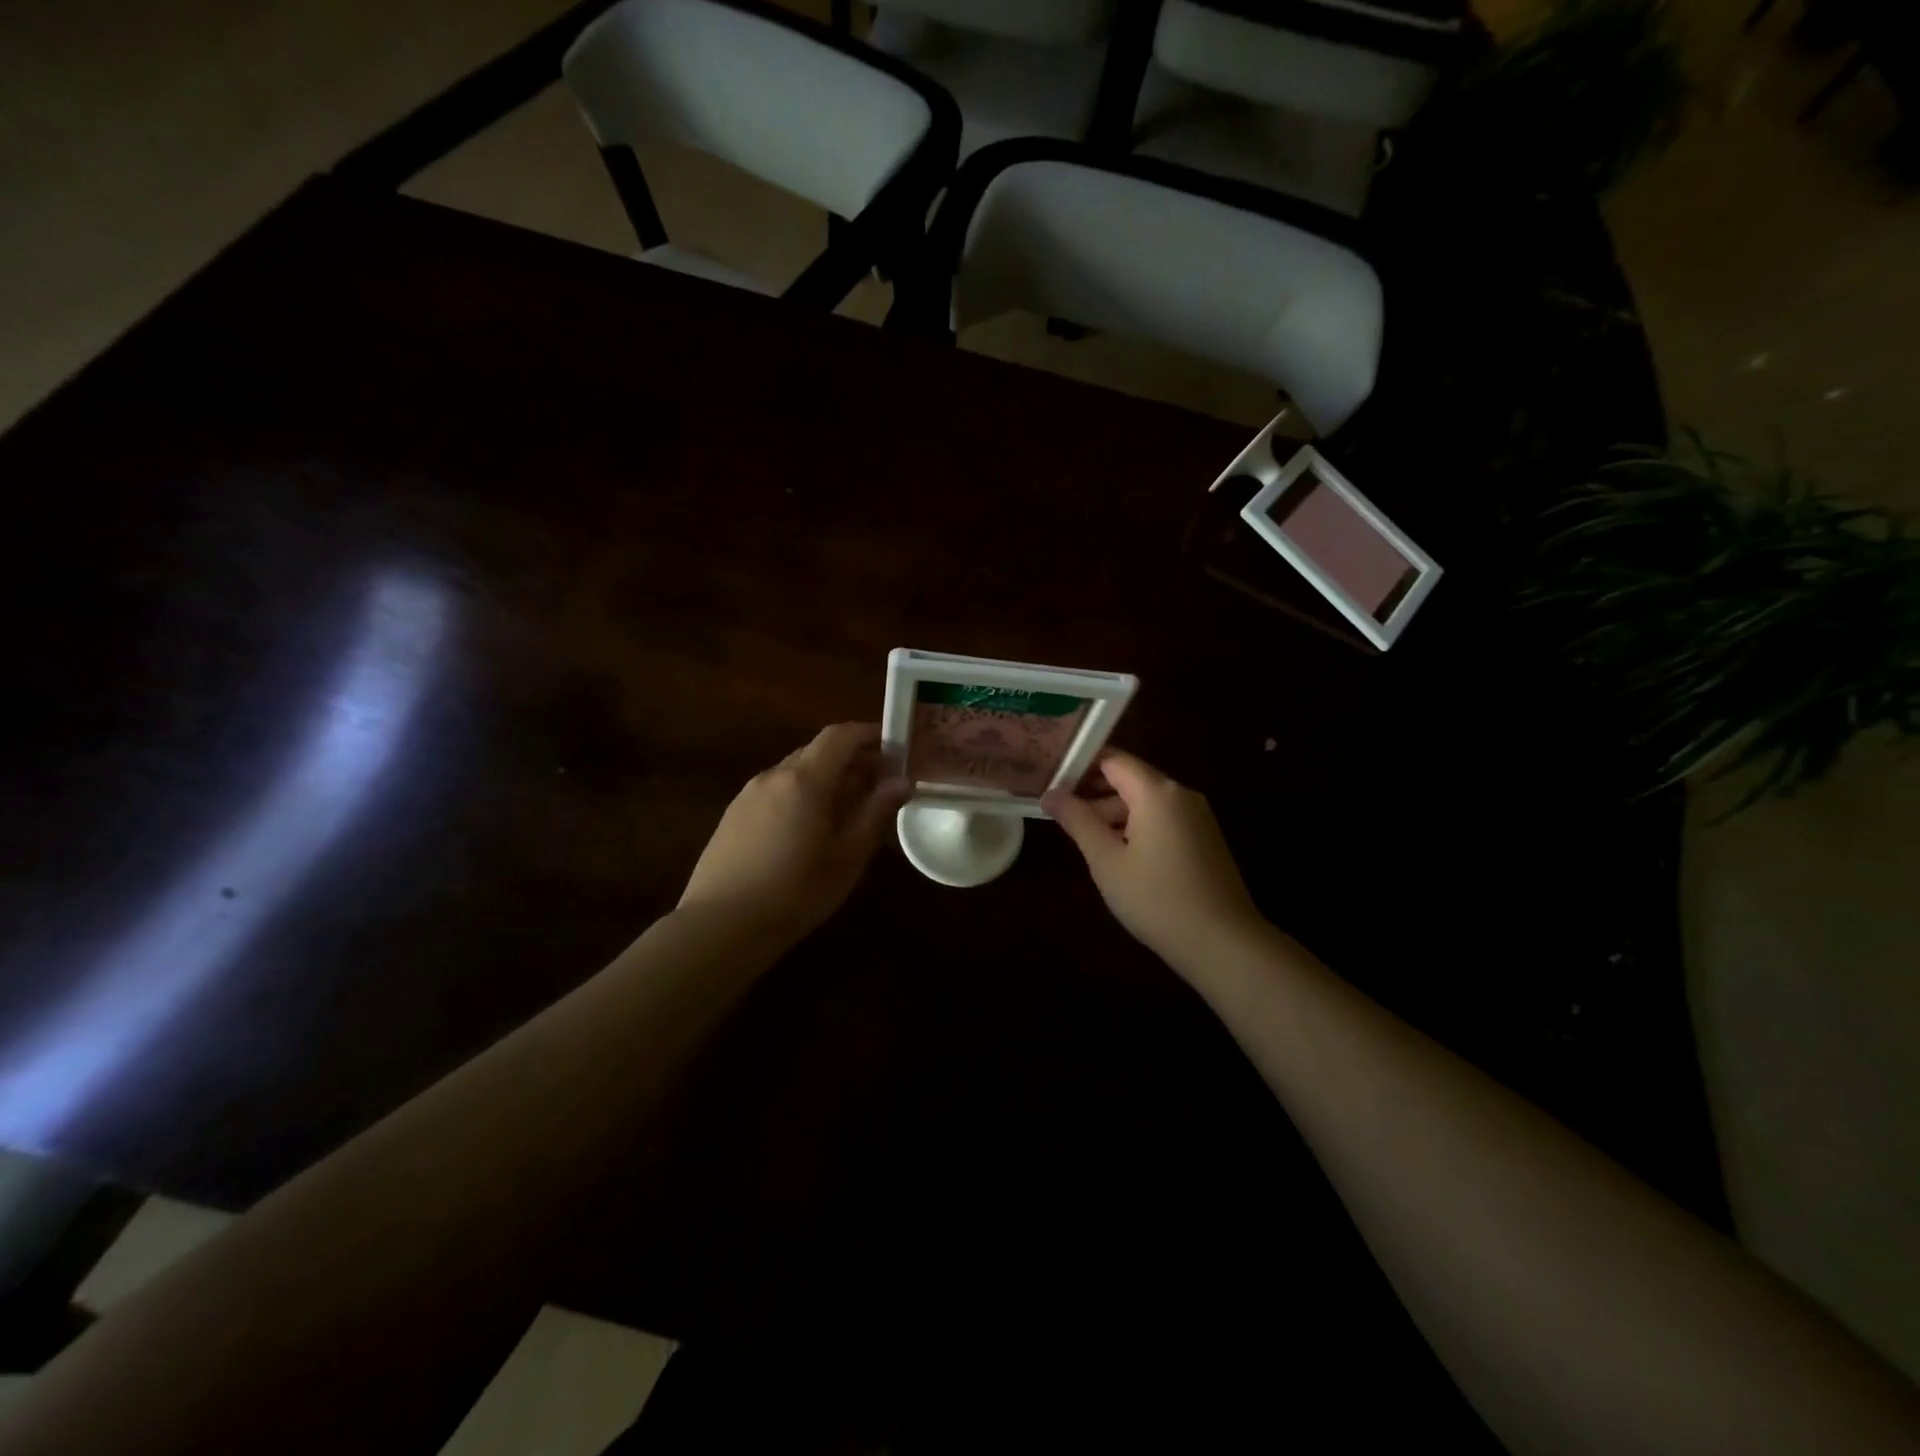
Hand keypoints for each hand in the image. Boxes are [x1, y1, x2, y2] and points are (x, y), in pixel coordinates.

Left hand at [679, 723, 908, 944]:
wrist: (720, 925)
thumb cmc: (795, 893)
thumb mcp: (847, 856)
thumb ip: (875, 812)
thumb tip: (901, 781)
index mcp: (804, 780)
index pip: (840, 735)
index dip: (870, 734)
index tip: (895, 749)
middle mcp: (774, 775)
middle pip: (818, 750)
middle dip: (853, 759)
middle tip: (880, 784)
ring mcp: (749, 793)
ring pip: (797, 770)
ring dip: (828, 778)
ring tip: (849, 810)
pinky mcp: (734, 813)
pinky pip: (778, 789)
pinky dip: (803, 793)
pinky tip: (811, 828)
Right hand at [1042, 750, 1266, 977]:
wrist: (1223, 943)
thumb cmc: (1156, 899)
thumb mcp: (1107, 861)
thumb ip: (1078, 821)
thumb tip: (1050, 794)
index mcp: (1157, 792)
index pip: (1112, 759)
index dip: (1080, 765)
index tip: (1051, 780)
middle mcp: (1180, 794)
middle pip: (1130, 778)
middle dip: (1094, 792)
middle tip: (1058, 812)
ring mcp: (1197, 816)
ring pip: (1146, 801)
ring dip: (1114, 813)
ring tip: (1083, 838)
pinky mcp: (1204, 838)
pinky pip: (1162, 819)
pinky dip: (1136, 826)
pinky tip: (1117, 854)